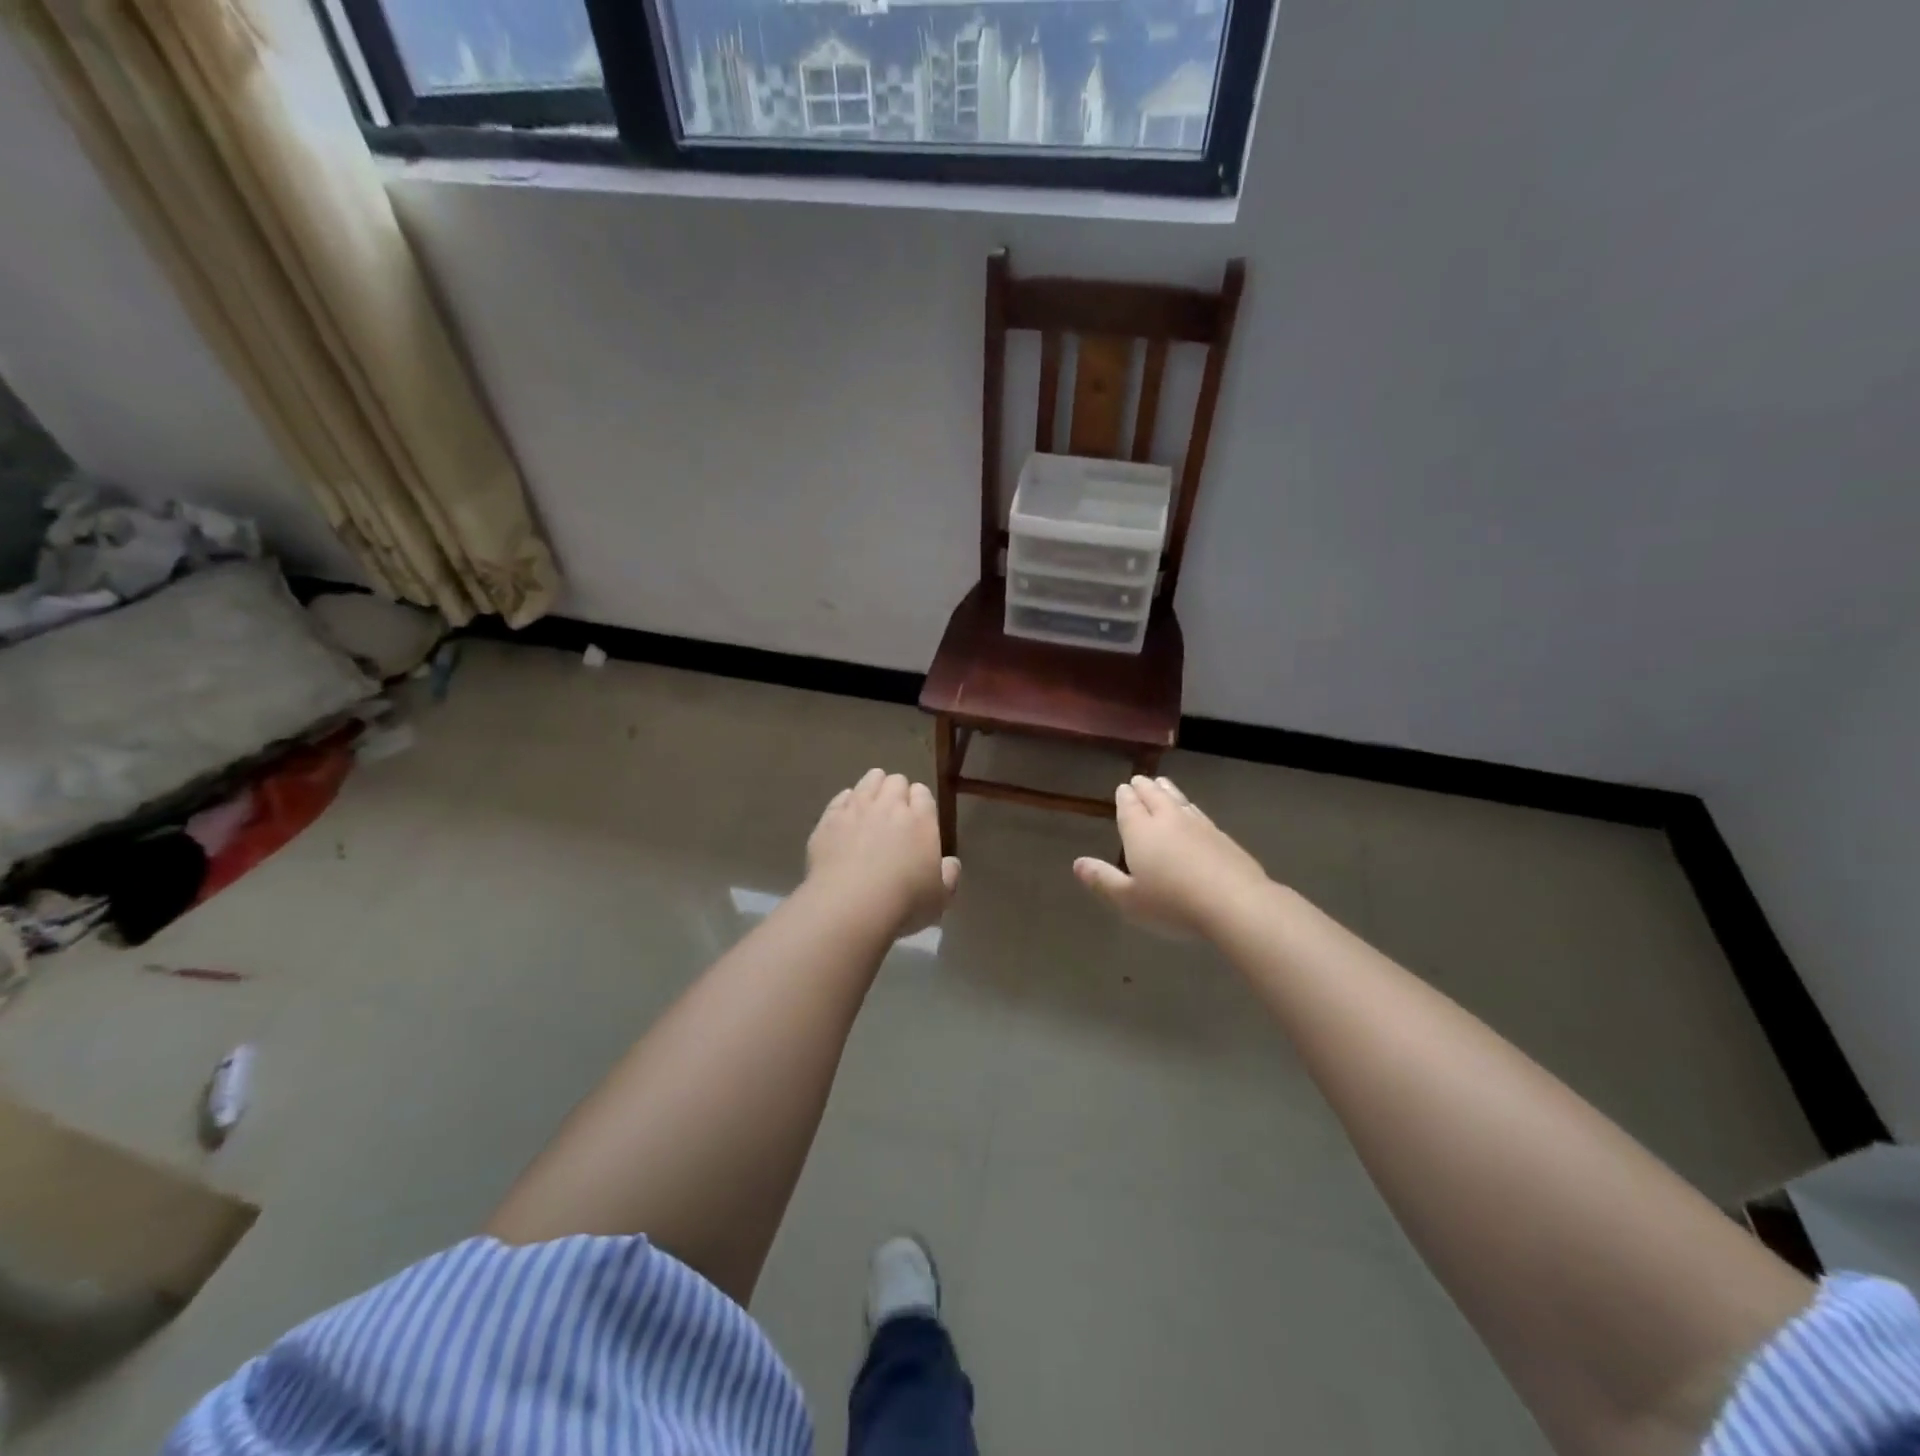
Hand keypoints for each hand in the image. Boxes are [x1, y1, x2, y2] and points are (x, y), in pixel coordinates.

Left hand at [806, 769, 960, 937]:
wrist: (850, 906)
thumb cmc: (903, 903)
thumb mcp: (940, 898)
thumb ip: (949, 876)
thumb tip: (950, 863)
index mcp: (921, 820)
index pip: (922, 793)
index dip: (920, 802)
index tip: (918, 818)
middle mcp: (889, 806)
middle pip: (895, 781)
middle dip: (897, 792)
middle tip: (894, 814)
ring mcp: (856, 809)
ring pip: (868, 781)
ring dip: (873, 788)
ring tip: (871, 808)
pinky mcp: (829, 819)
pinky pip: (841, 798)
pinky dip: (846, 802)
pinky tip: (846, 818)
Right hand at [1075, 776, 1270, 937]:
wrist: (1235, 903)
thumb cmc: (1173, 904)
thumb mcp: (1129, 900)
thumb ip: (1103, 880)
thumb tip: (1078, 863)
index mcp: (1141, 832)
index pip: (1129, 807)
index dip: (1124, 797)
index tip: (1122, 788)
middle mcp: (1168, 820)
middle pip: (1154, 796)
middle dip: (1144, 788)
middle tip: (1139, 780)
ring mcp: (1198, 825)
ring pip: (1178, 800)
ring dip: (1168, 790)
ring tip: (1162, 783)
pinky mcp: (1222, 836)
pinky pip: (1199, 812)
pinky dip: (1189, 806)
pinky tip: (1192, 811)